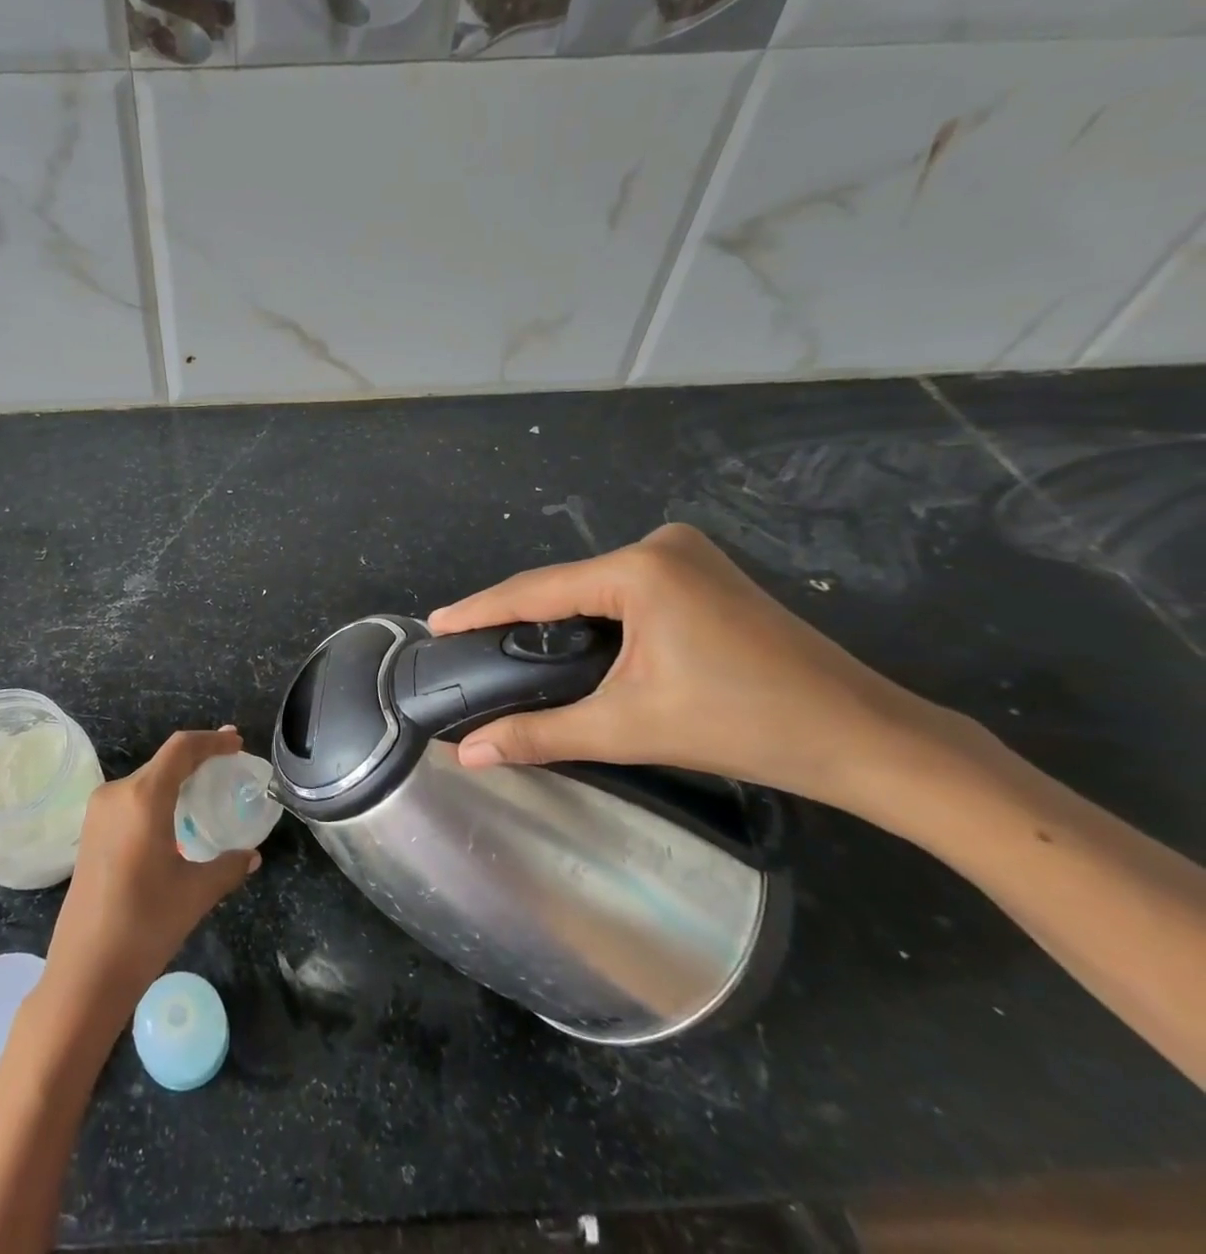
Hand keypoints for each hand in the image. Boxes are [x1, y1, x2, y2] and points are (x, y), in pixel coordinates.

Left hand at [42, 728, 260, 1023]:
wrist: (83, 974)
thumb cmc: (144, 926)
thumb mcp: (196, 893)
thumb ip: (228, 866)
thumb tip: (251, 856)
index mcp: (142, 798)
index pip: (181, 749)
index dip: (212, 740)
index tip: (237, 742)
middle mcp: (116, 794)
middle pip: (163, 762)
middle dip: (198, 759)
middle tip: (229, 764)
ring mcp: (98, 813)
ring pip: (146, 781)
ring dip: (177, 779)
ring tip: (206, 790)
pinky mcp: (90, 833)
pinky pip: (131, 801)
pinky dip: (158, 798)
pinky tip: (175, 818)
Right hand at [427, 524, 971, 815]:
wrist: (865, 738)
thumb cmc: (744, 725)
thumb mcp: (628, 728)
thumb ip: (540, 735)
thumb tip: (467, 754)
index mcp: (639, 570)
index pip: (536, 591)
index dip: (480, 609)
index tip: (434, 624)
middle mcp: (660, 545)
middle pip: (564, 585)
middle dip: (515, 615)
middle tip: (467, 644)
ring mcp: (688, 554)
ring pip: (593, 587)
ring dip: (553, 616)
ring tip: (505, 644)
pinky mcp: (704, 572)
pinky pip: (625, 589)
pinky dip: (591, 614)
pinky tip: (570, 639)